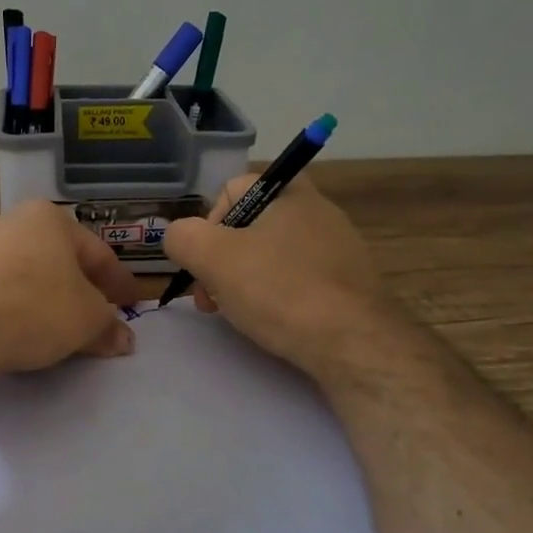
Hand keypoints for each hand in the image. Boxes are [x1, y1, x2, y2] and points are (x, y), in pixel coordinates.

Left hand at [0, 200, 143, 380]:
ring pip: (22, 273)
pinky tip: (13, 330)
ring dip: (42, 298)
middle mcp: (8, 221)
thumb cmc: (31, 310)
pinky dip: (9, 306)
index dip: (119, 282)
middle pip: (57, 259)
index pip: (97, 252)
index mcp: (48, 219)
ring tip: (53, 329)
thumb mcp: (84, 321)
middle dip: (78, 289)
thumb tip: (123, 338)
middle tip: (94, 317)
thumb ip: (107, 326)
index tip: (131, 304)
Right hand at [162, 175, 383, 377]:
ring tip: (238, 313)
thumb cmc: (279, 289)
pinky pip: (298, 280)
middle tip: (211, 297)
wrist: (353, 343)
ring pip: (271, 255)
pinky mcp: (349, 283)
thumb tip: (179, 238)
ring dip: (244, 280)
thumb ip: (182, 237)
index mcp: (289, 192)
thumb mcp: (212, 257)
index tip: (204, 262)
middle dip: (221, 260)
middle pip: (249, 226)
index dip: (207, 224)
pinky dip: (277, 296)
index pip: (231, 190)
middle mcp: (318, 210)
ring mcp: (338, 248)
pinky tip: (273, 322)